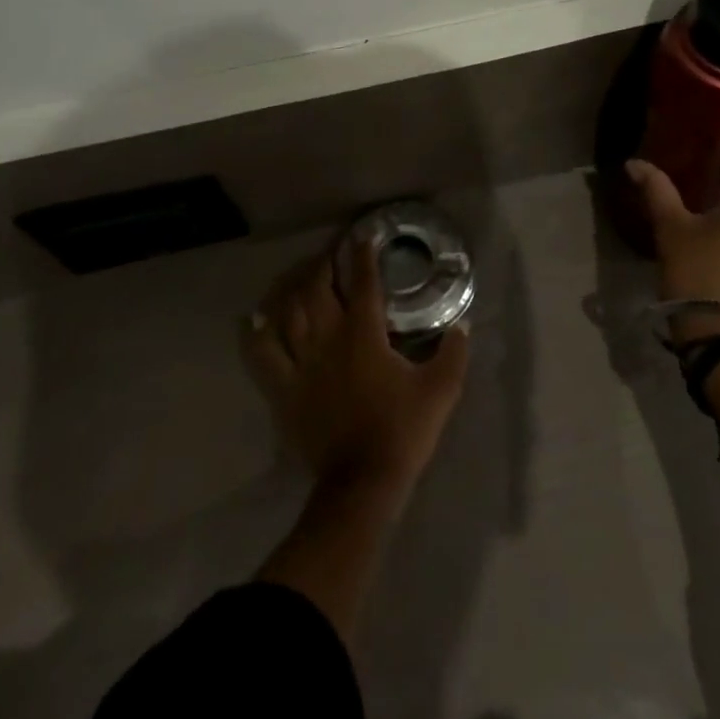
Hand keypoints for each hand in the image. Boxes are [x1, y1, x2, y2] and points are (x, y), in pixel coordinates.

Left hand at [245, 243, 469, 494]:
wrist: (362, 483)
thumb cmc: (402, 430)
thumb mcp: (441, 389)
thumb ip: (454, 352)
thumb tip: (463, 324)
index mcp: (364, 333)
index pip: (363, 281)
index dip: (363, 254)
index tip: (365, 236)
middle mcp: (328, 338)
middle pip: (317, 287)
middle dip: (323, 263)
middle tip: (331, 253)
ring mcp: (301, 363)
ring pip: (287, 311)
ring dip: (293, 287)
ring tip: (300, 276)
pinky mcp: (283, 388)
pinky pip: (261, 353)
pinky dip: (257, 332)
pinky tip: (256, 318)